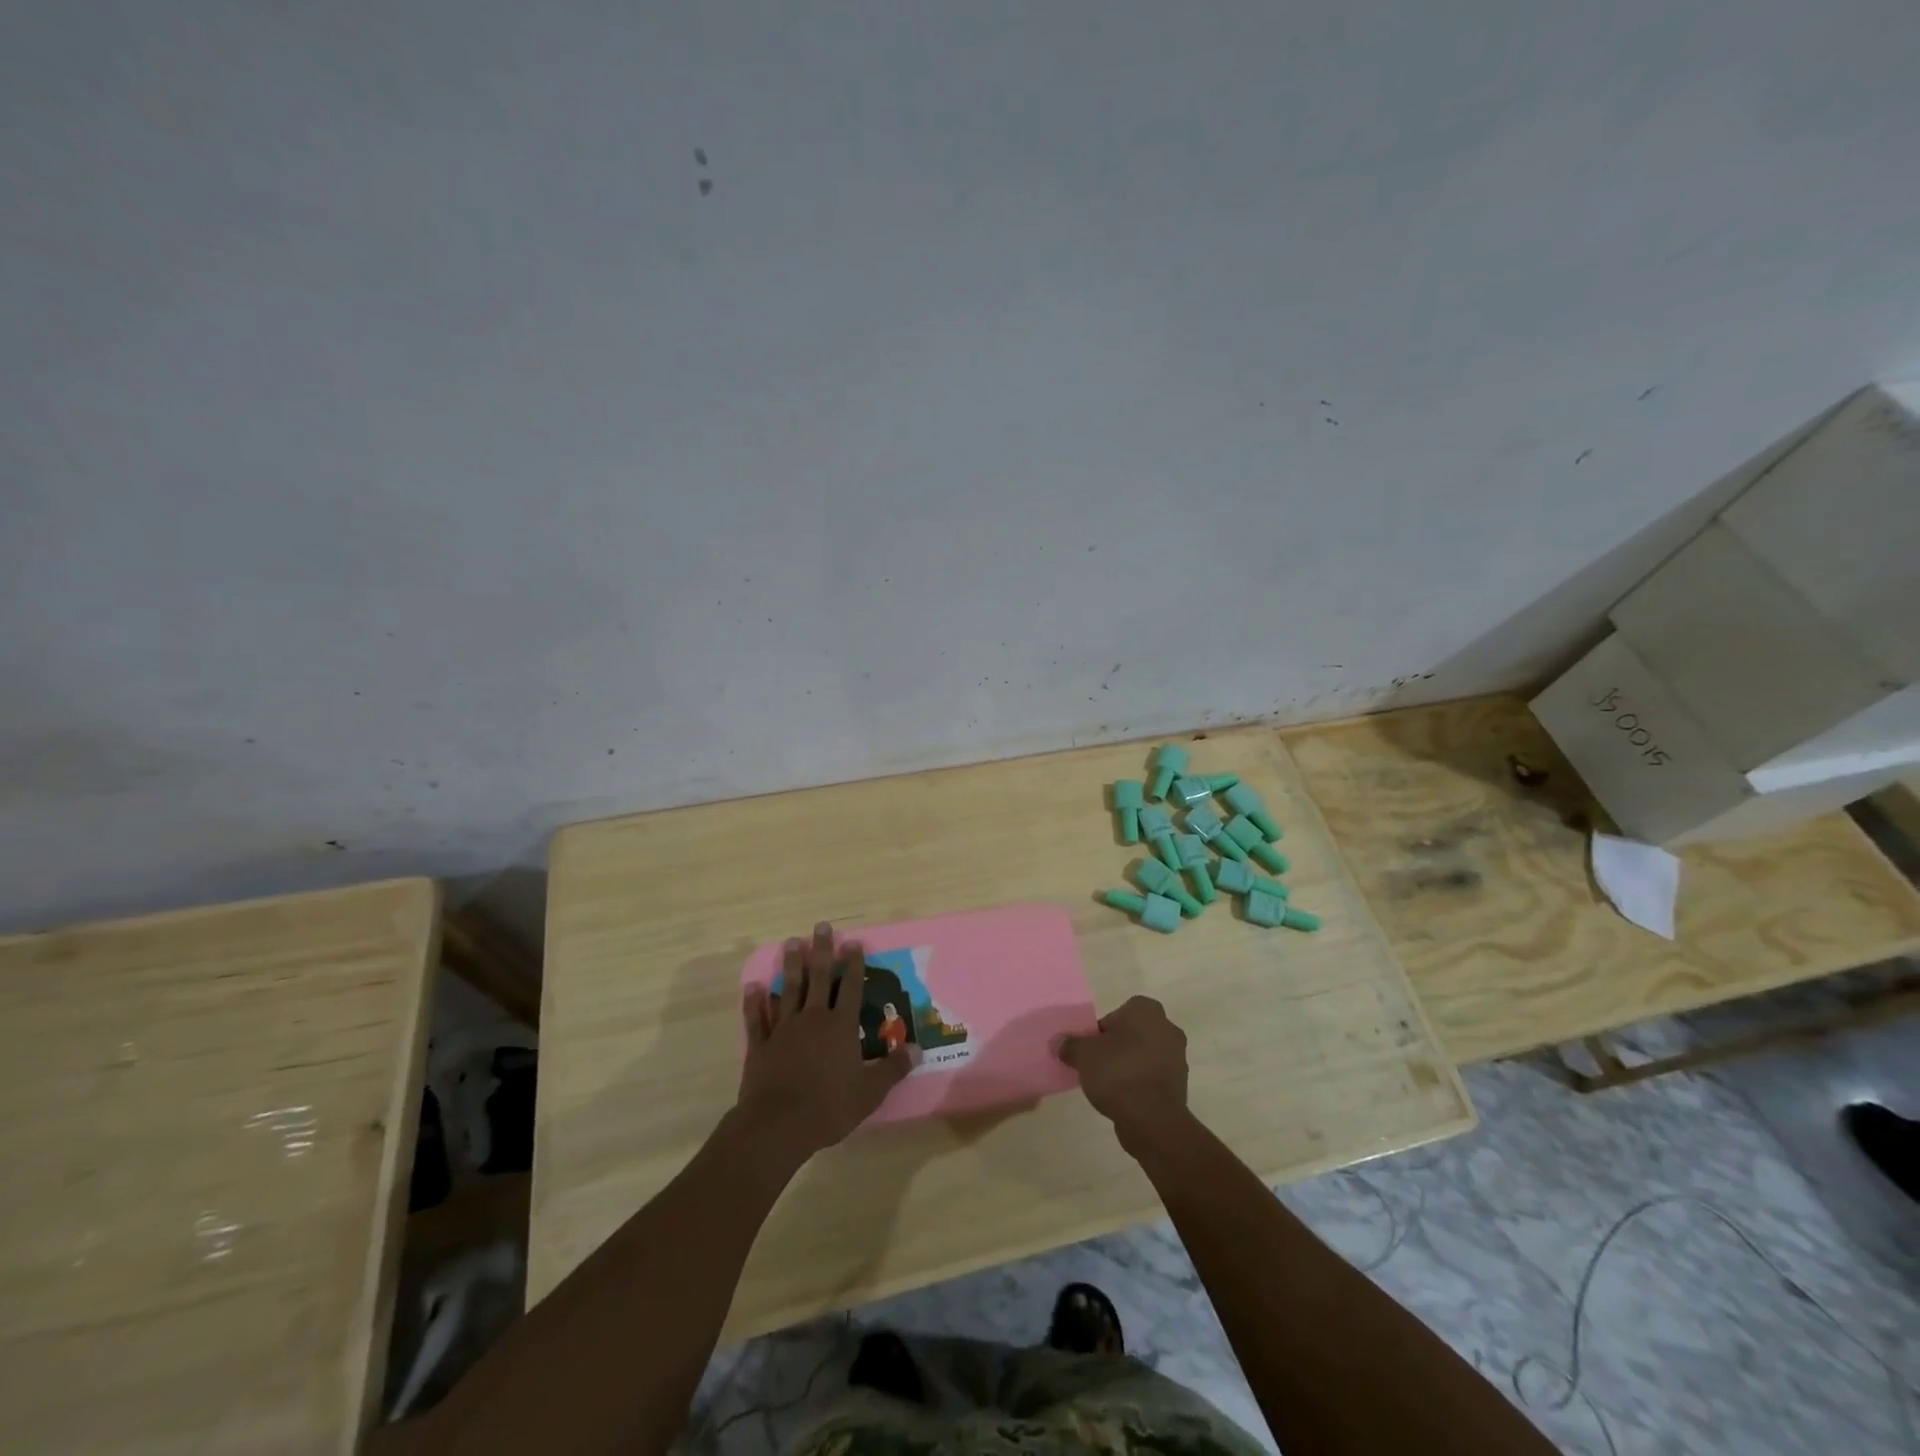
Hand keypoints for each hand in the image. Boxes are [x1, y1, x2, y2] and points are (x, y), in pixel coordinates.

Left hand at [736, 922, 910, 1164]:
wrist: (778, 1125)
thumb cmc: (829, 1107)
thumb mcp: (869, 1092)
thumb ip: (892, 1068)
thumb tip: (917, 1049)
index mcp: (841, 1027)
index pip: (852, 988)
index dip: (854, 964)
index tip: (854, 942)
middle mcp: (813, 1019)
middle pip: (820, 978)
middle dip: (822, 951)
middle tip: (821, 926)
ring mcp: (784, 1029)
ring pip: (789, 990)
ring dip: (791, 965)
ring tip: (792, 942)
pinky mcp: (761, 1045)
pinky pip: (758, 1018)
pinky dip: (755, 1001)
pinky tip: (753, 986)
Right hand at [1058, 996, 1190, 1153]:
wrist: (1153, 1121)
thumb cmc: (1118, 1074)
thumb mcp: (1083, 1055)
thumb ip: (1070, 1045)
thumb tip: (1058, 1042)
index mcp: (1146, 1010)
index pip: (1117, 1013)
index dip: (1101, 1031)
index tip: (1091, 1049)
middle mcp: (1167, 1027)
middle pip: (1131, 1034)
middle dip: (1115, 1047)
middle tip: (1097, 1065)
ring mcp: (1177, 1057)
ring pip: (1143, 1055)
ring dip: (1128, 1066)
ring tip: (1108, 1085)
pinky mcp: (1179, 1085)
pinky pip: (1152, 1077)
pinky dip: (1139, 1083)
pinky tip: (1123, 1098)